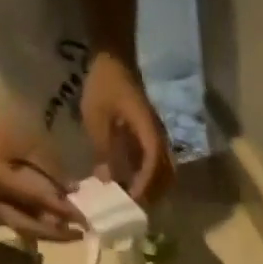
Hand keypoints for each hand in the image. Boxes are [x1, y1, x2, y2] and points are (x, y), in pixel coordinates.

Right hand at [0, 98, 81, 241]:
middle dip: (56, 234)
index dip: (62, 210)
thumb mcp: (18, 138)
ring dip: (47, 234)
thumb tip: (72, 188)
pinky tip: (53, 226)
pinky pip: (16, 222)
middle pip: (29, 227)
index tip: (84, 218)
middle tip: (81, 235)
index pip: (36, 200)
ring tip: (70, 234)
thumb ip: (45, 165)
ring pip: (22, 228)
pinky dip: (36, 226)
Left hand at [80, 52, 173, 204]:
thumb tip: (107, 181)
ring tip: (134, 198)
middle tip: (133, 206)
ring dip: (153, 187)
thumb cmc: (104, 84)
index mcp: (148, 130)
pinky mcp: (150, 136)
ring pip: (164, 170)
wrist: (114, 57)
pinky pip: (156, 163)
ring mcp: (156, 135)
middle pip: (166, 172)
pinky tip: (133, 183)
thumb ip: (103, 150)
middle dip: (152, 192)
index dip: (145, 184)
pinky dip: (149, 177)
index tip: (132, 199)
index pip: (153, 163)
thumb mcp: (96, 118)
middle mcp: (158, 135)